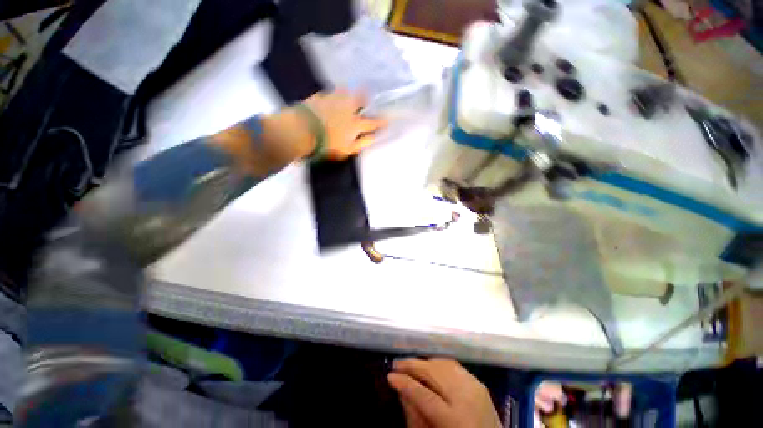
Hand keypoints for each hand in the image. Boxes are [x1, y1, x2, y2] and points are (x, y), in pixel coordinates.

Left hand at [212, 90, 385, 174]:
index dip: (380, 121)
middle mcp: (347, 108)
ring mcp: (333, 100)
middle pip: (360, 99)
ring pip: (345, 91)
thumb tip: (373, 138)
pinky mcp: (319, 97)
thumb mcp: (347, 150)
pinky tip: (331, 95)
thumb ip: (361, 143)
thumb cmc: (327, 144)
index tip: (387, 119)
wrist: (301, 131)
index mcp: (355, 123)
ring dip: (349, 92)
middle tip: (367, 96)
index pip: (372, 122)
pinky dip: (333, 93)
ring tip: (349, 92)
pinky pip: (329, 92)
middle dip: (366, 98)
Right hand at [387, 358, 500, 427]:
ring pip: (444, 364)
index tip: (389, 376)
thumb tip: (402, 391)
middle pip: (434, 372)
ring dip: (424, 362)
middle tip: (396, 365)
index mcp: (456, 420)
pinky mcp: (479, 383)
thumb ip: (416, 418)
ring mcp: (476, 387)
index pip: (424, 395)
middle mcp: (468, 398)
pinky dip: (438, 364)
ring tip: (410, 365)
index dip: (405, 383)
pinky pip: (454, 366)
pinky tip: (429, 367)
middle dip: (412, 365)